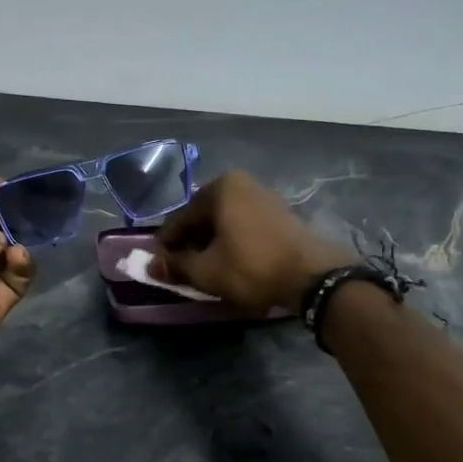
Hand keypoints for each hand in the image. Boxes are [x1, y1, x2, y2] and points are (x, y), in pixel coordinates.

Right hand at [150, 171, 352, 312]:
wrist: (312, 277)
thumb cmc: (251, 267)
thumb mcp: (206, 271)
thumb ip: (176, 265)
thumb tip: (151, 265)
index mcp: (221, 187)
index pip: (180, 217)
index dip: (166, 244)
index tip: (157, 265)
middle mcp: (242, 184)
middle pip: (204, 217)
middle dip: (189, 243)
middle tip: (179, 269)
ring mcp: (264, 197)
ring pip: (224, 222)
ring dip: (210, 244)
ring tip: (202, 270)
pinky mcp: (280, 215)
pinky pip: (243, 226)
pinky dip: (231, 243)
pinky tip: (227, 264)